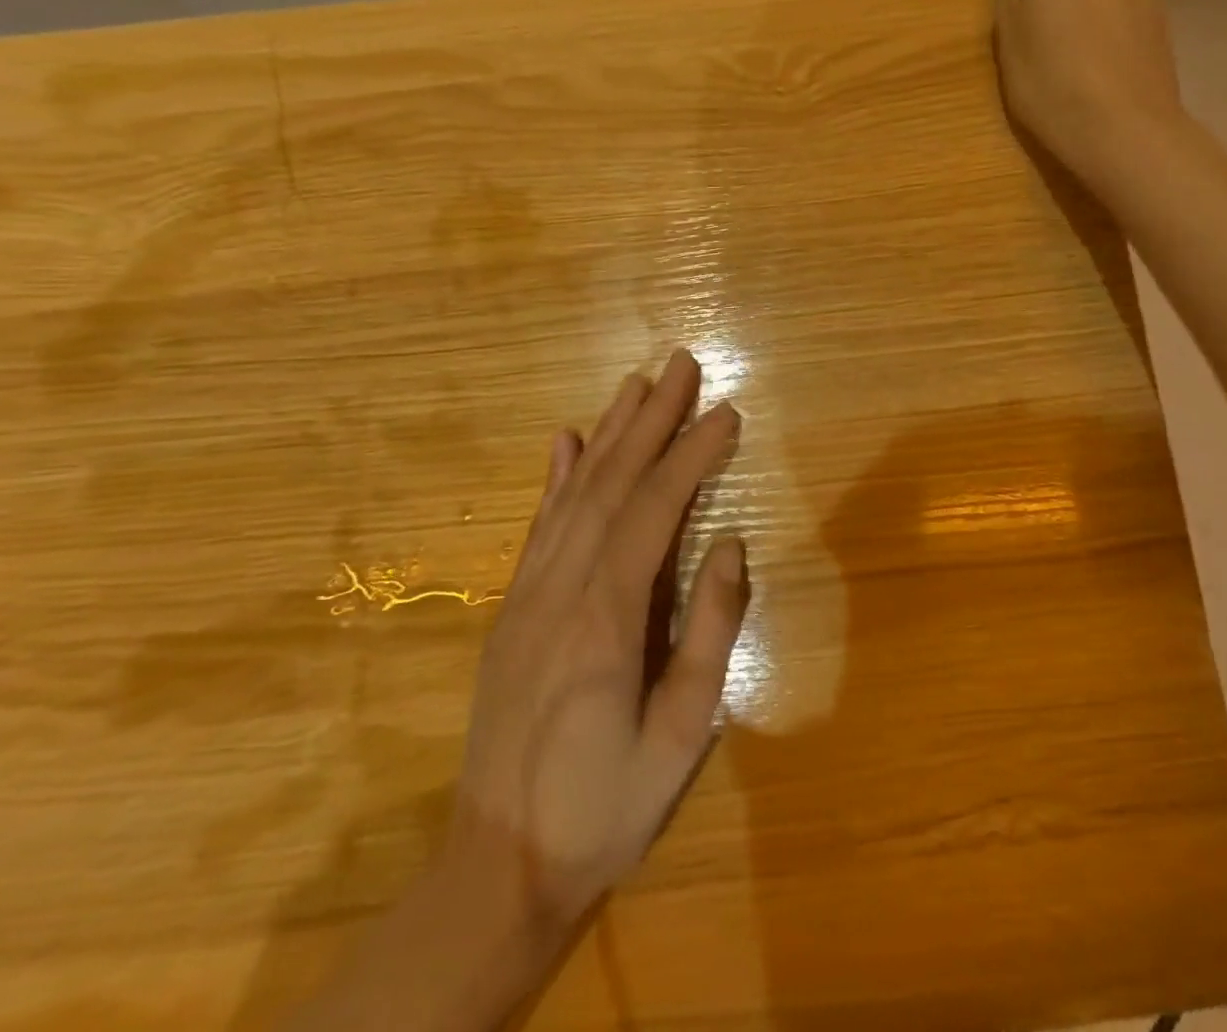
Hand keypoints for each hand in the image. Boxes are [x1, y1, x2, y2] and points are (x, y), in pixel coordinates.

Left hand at [450, 348, 748, 929]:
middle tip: (680, 363)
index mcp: (606, 617)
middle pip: (612, 482)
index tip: (726, 411)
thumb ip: (709, 632)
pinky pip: (539, 525)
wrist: (497, 863)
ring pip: (574, 492)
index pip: (655, 509)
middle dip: (651, 418)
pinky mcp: (512, 606)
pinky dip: (556, 475)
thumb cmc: (606, 806)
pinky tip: (566, 440)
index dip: (692, 454)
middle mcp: (562, 586)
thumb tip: (729, 543)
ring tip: (636, 384)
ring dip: (609, 432)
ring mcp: (529, 592)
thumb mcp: (680, 735)